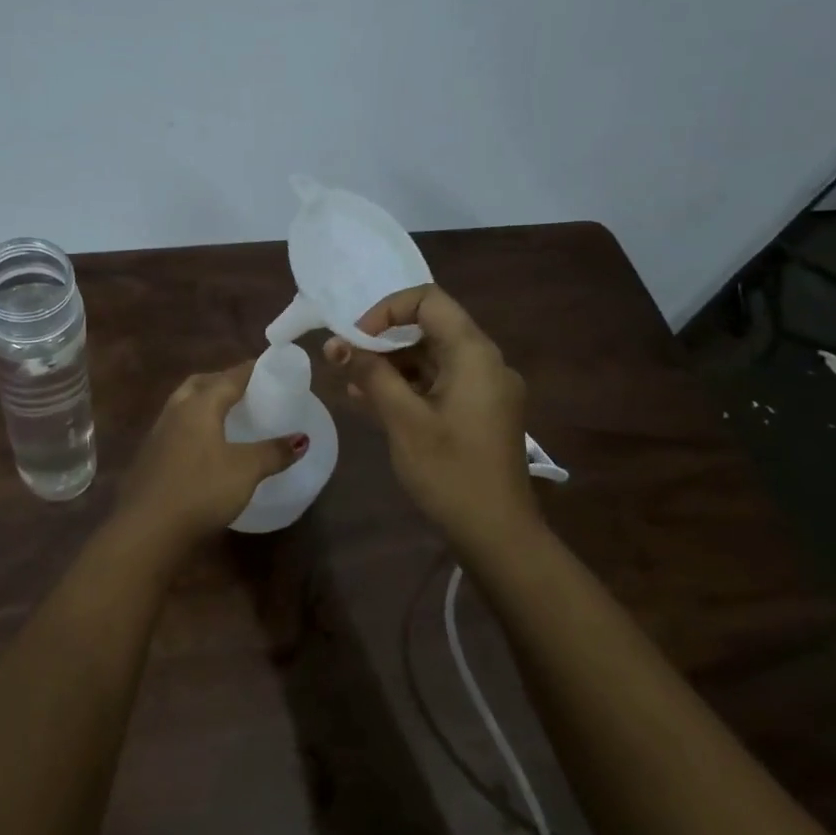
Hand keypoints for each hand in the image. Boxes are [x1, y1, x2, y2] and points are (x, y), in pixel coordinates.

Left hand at [116, 362, 307, 550]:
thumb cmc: (200, 490)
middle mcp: (175, 411)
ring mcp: (158, 434)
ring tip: (227, 414)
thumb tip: (302, 439)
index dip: (251, 370)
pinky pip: (176, 427)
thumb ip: (274, 452)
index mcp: (199, 405)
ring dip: (204, 402)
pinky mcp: (150, 457)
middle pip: (200, 384)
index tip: (269, 366)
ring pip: (184, 405)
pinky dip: (194, 425)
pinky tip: (205, 445)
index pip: (229, 377)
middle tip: (246, 389)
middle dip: (222, 381)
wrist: (147, 529)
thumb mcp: (245, 471)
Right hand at [324, 286, 536, 549]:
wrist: (498, 533)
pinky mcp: (480, 413)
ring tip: (351, 385)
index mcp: (474, 354)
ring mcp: (485, 389)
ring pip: (432, 358)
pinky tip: (373, 402)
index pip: (428, 301)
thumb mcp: (404, 420)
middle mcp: (485, 362)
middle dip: (382, 341)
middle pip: (430, 329)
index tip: (357, 340)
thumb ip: (371, 375)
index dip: (386, 311)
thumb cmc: (450, 472)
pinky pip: (440, 384)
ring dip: (391, 366)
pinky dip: (408, 387)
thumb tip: (337, 345)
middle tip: (344, 361)